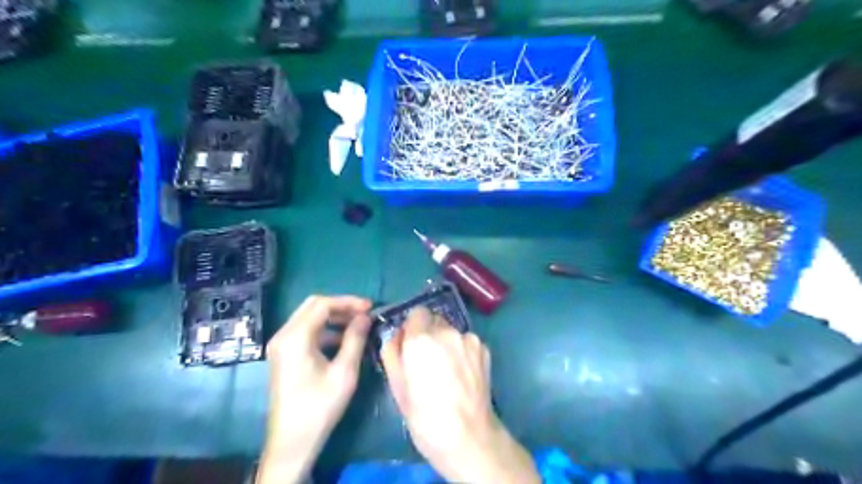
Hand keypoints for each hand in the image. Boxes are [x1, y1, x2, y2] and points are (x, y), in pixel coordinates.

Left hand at [259, 296, 372, 482]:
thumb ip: (355, 339)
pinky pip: (305, 331)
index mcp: (295, 337)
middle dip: (341, 306)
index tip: (370, 308)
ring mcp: (281, 345)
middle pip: (313, 306)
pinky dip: (325, 330)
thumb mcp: (344, 372)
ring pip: (309, 317)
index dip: (349, 302)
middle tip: (364, 314)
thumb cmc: (320, 406)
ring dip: (334, 318)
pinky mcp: (283, 355)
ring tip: (358, 326)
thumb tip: (365, 317)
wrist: (292, 441)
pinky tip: (343, 341)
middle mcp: (283, 335)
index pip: (323, 304)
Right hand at [378, 308, 537, 480]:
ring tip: (447, 371)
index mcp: (421, 338)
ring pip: (451, 332)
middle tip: (428, 362)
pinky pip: (466, 342)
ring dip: (446, 343)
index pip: (417, 312)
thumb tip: (397, 334)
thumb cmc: (424, 416)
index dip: (413, 328)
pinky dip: (462, 351)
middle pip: (435, 321)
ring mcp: (468, 339)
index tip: (411, 346)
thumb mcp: (396, 385)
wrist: (468, 435)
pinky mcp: (484, 349)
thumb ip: (392, 350)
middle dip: (429, 334)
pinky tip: (462, 374)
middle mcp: (446, 331)